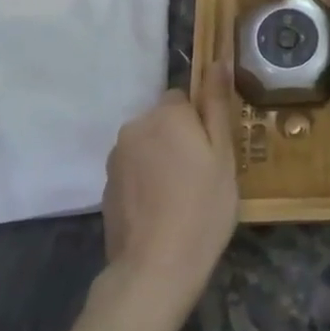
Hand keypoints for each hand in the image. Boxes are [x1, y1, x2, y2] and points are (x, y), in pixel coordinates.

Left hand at [99, 63, 239, 326]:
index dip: (201, 123)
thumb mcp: (223, 154)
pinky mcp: (107, 187)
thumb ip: (216, 104)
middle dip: (180, 139)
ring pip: (148, 146)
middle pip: (163, 121)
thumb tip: (217, 61)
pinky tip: (161, 211)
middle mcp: (134, 127)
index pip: (184, 98)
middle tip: (202, 176)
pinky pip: (134, 171)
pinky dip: (147, 182)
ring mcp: (116, 159)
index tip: (213, 153)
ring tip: (181, 197)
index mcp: (165, 114)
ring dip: (162, 160)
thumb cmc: (202, 207)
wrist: (155, 269)